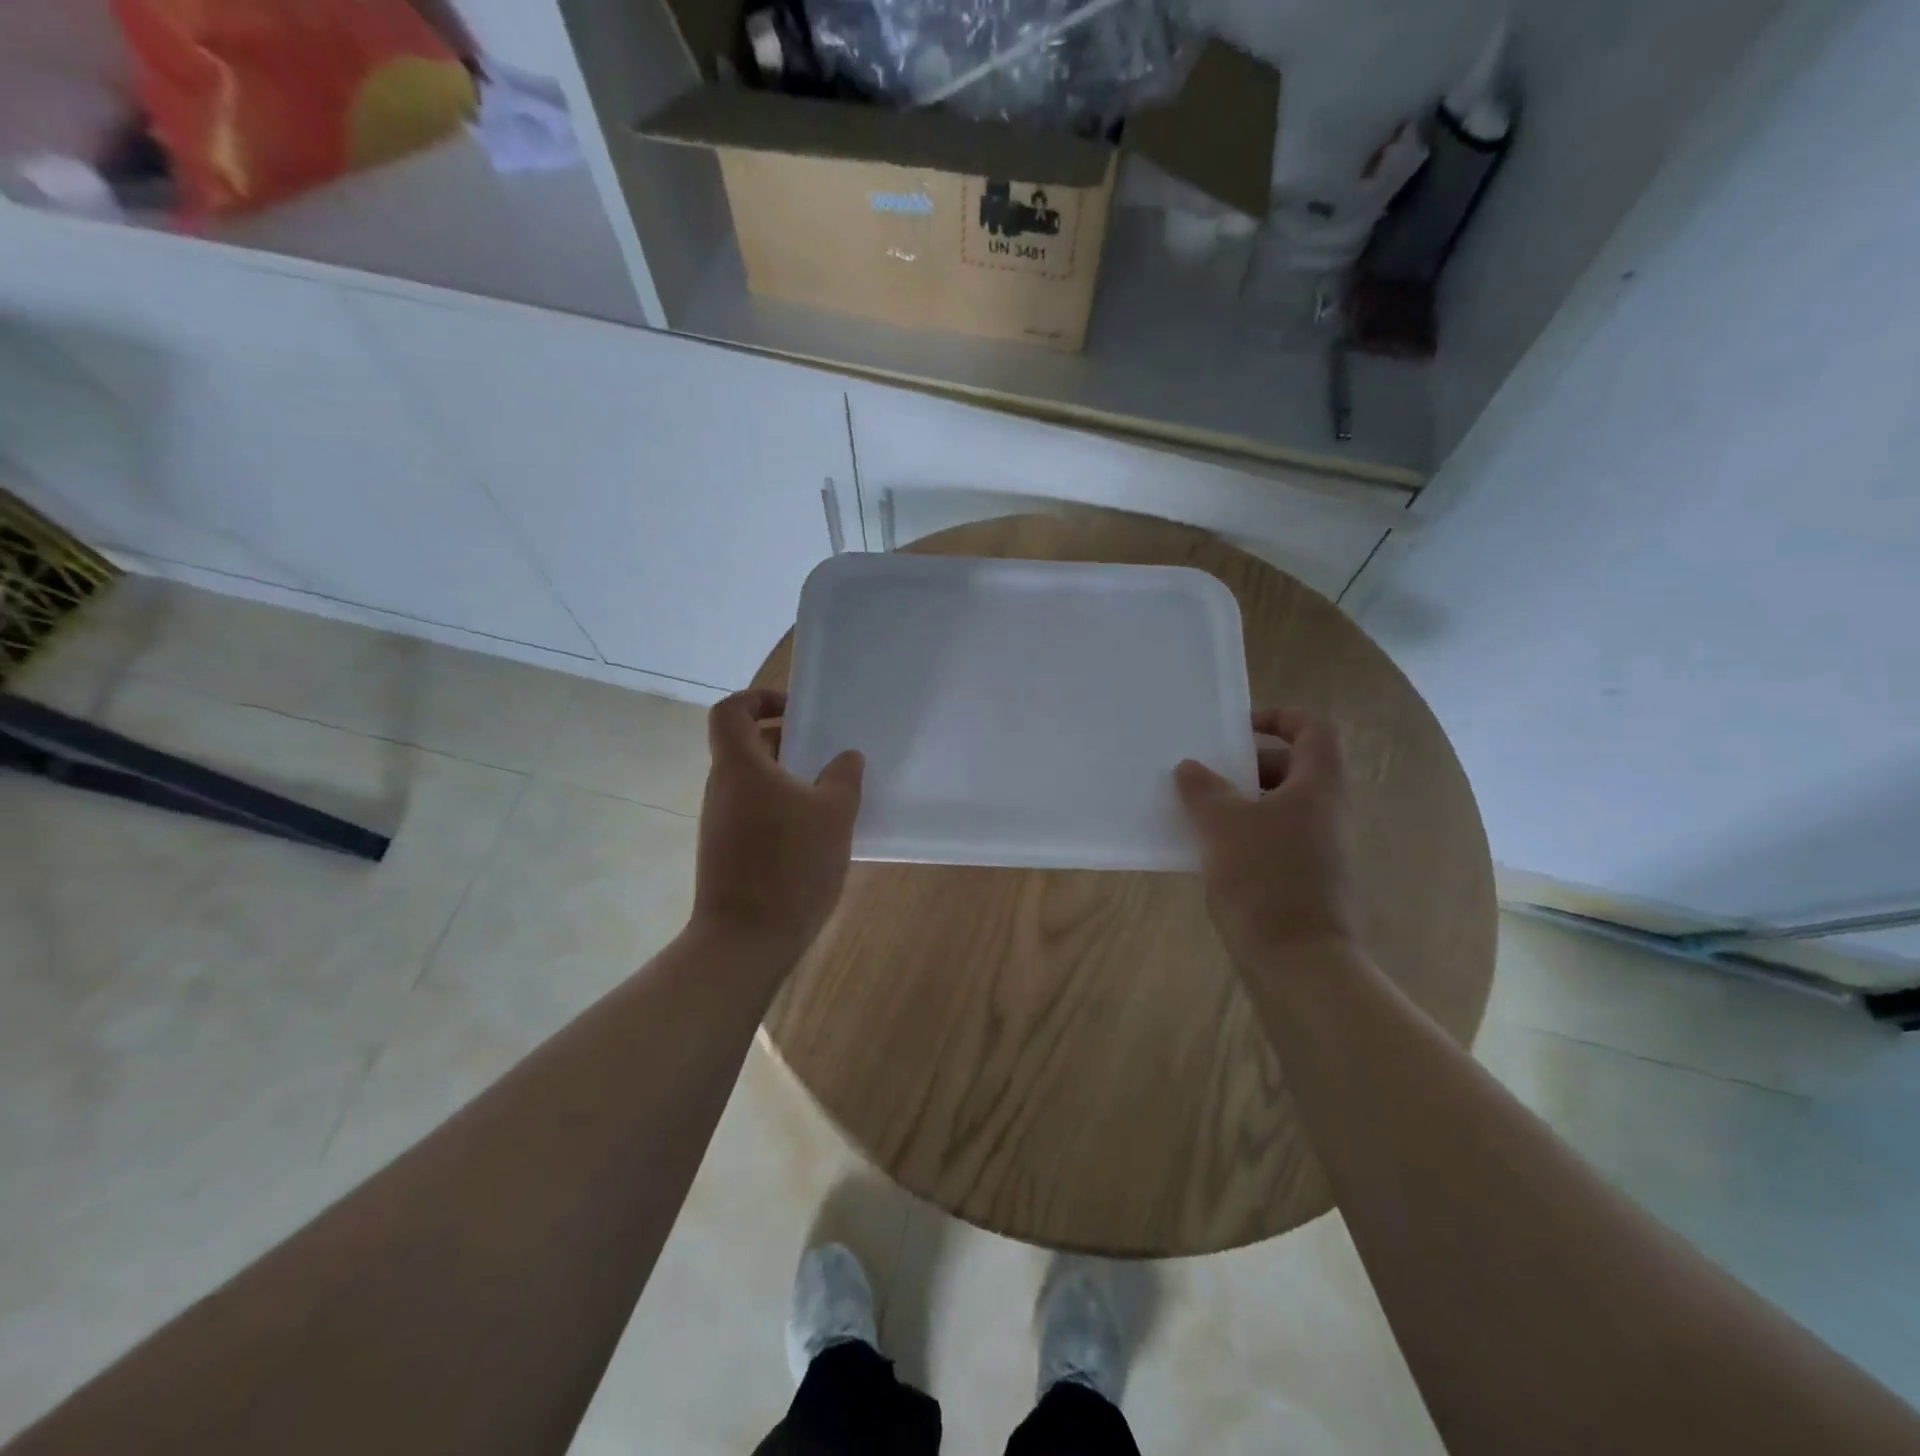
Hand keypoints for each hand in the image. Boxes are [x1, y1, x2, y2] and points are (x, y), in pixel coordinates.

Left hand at [692, 689, 864, 953]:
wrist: (746, 940)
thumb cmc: (790, 866)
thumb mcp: (833, 815)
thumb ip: (843, 778)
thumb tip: (846, 757)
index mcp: (740, 768)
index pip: (730, 711)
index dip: (759, 699)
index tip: (796, 711)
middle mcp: (722, 789)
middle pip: (746, 747)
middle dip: (787, 743)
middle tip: (826, 755)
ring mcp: (720, 823)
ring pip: (753, 783)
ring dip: (788, 780)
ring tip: (829, 797)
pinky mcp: (726, 852)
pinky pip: (754, 813)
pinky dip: (781, 810)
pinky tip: (815, 835)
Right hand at [1174, 708, 1360, 968]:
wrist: (1300, 961)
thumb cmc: (1264, 880)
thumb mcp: (1223, 826)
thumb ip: (1203, 789)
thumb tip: (1190, 767)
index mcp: (1318, 786)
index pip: (1312, 728)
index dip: (1277, 718)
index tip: (1236, 731)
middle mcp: (1327, 810)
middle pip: (1293, 766)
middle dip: (1248, 765)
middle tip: (1207, 775)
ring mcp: (1321, 846)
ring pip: (1281, 805)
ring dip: (1242, 801)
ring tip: (1200, 812)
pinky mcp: (1308, 877)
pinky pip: (1277, 837)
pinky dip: (1247, 833)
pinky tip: (1211, 851)